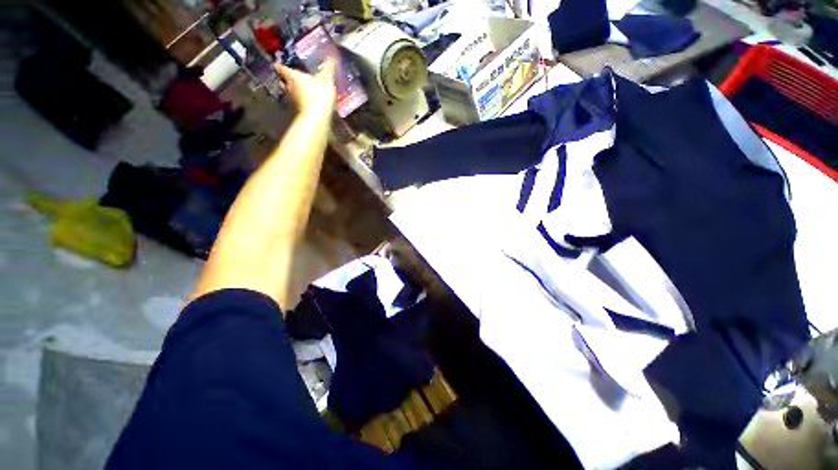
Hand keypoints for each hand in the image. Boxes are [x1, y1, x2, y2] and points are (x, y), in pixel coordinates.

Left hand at [275, 59, 336, 116]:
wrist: (317, 118)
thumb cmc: (319, 96)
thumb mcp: (326, 80)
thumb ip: (328, 69)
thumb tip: (332, 57)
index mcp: (292, 76)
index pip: (280, 68)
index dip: (280, 65)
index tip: (280, 63)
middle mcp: (288, 87)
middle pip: (281, 81)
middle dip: (283, 78)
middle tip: (288, 76)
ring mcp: (291, 100)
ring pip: (286, 92)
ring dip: (289, 90)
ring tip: (296, 88)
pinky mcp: (297, 111)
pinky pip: (294, 102)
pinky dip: (297, 100)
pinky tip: (304, 101)